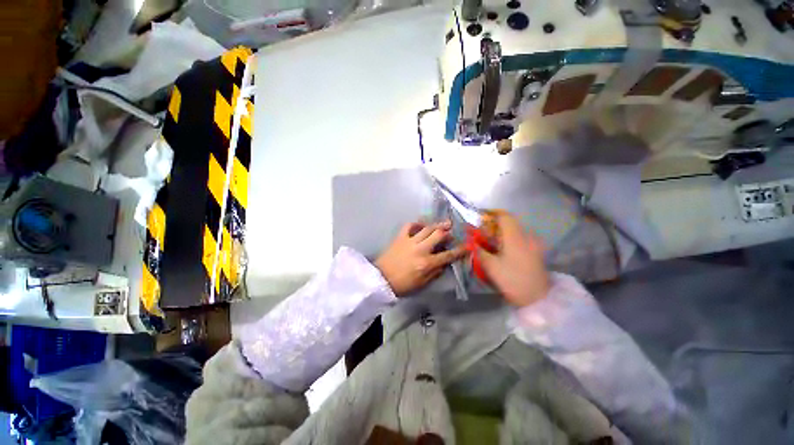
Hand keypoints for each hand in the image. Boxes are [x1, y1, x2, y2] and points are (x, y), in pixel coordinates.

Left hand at [375, 221, 466, 296]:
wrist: (382, 279)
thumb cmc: (403, 285)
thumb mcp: (422, 283)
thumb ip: (435, 272)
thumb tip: (445, 263)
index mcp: (427, 263)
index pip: (448, 255)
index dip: (460, 250)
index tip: (467, 246)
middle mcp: (421, 249)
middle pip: (438, 235)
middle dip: (448, 232)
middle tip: (452, 230)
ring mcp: (410, 241)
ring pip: (427, 228)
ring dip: (437, 224)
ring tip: (444, 222)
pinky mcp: (400, 237)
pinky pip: (409, 226)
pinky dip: (416, 223)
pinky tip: (421, 224)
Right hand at [477, 213, 549, 306]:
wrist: (538, 298)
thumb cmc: (513, 280)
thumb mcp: (491, 267)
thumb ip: (479, 251)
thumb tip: (472, 242)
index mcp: (515, 237)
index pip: (504, 216)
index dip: (492, 213)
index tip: (480, 216)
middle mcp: (525, 236)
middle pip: (509, 222)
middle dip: (493, 224)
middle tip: (481, 232)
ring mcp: (532, 244)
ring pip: (514, 230)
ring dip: (501, 232)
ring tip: (489, 241)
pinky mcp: (535, 251)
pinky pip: (519, 238)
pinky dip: (508, 238)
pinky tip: (501, 249)